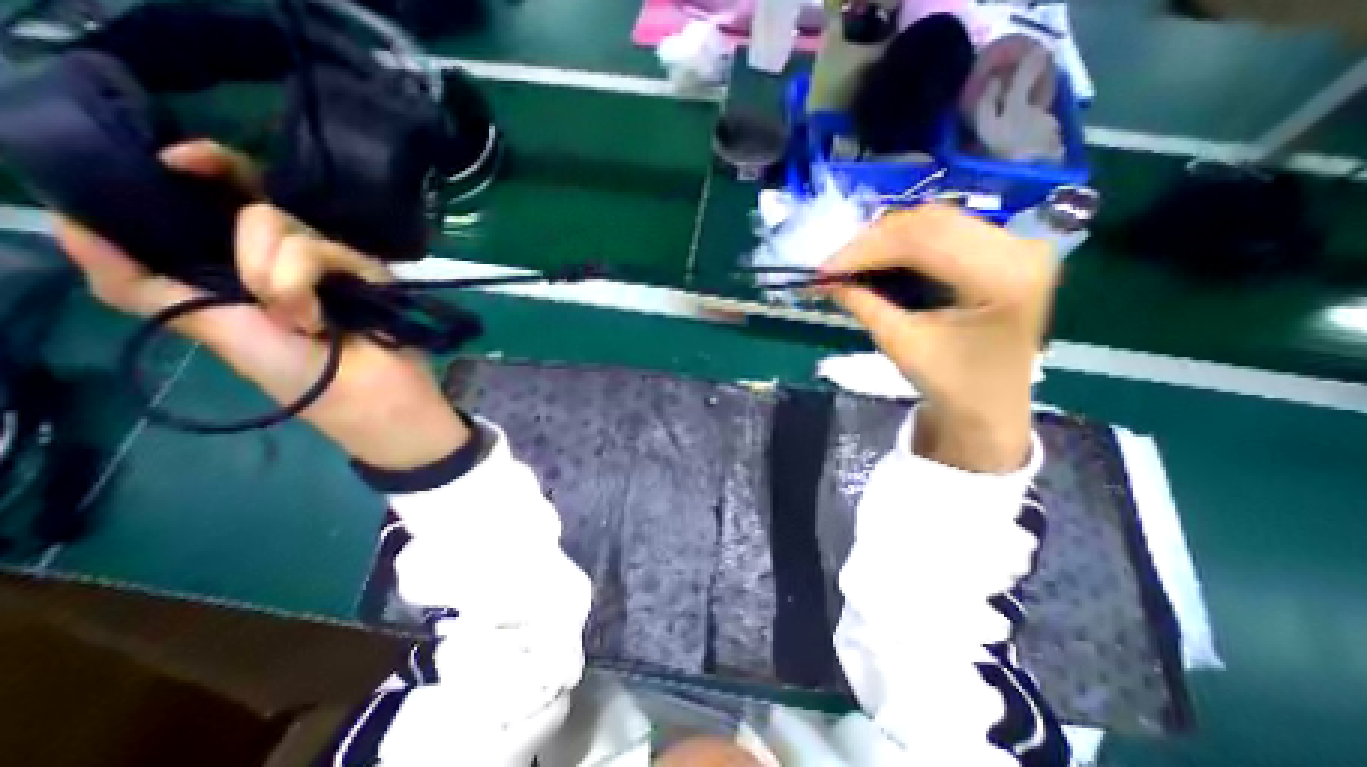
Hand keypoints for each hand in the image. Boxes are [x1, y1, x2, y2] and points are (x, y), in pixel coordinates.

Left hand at [56, 141, 471, 469]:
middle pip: (255, 207)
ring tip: (302, 322)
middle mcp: (295, 254)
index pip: (230, 199)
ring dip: (276, 278)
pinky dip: (304, 283)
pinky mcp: (370, 271)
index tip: (180, 161)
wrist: (364, 393)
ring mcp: (338, 262)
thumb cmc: (291, 370)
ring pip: (284, 227)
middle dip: (244, 252)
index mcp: (252, 261)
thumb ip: (141, 284)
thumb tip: (69, 223)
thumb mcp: (206, 329)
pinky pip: (323, 250)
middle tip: (264, 301)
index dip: (209, 169)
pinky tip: (321, 317)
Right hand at [823, 207, 1055, 476]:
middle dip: (872, 241)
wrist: (990, 404)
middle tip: (833, 266)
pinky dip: (903, 243)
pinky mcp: (1002, 250)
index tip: (824, 268)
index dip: (867, 249)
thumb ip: (865, 305)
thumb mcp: (902, 344)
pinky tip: (877, 259)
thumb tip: (827, 280)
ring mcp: (1015, 245)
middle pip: (931, 222)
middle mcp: (1019, 248)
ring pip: (935, 221)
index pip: (924, 241)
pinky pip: (944, 231)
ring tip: (850, 263)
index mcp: (1004, 277)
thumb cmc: (951, 383)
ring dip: (885, 239)